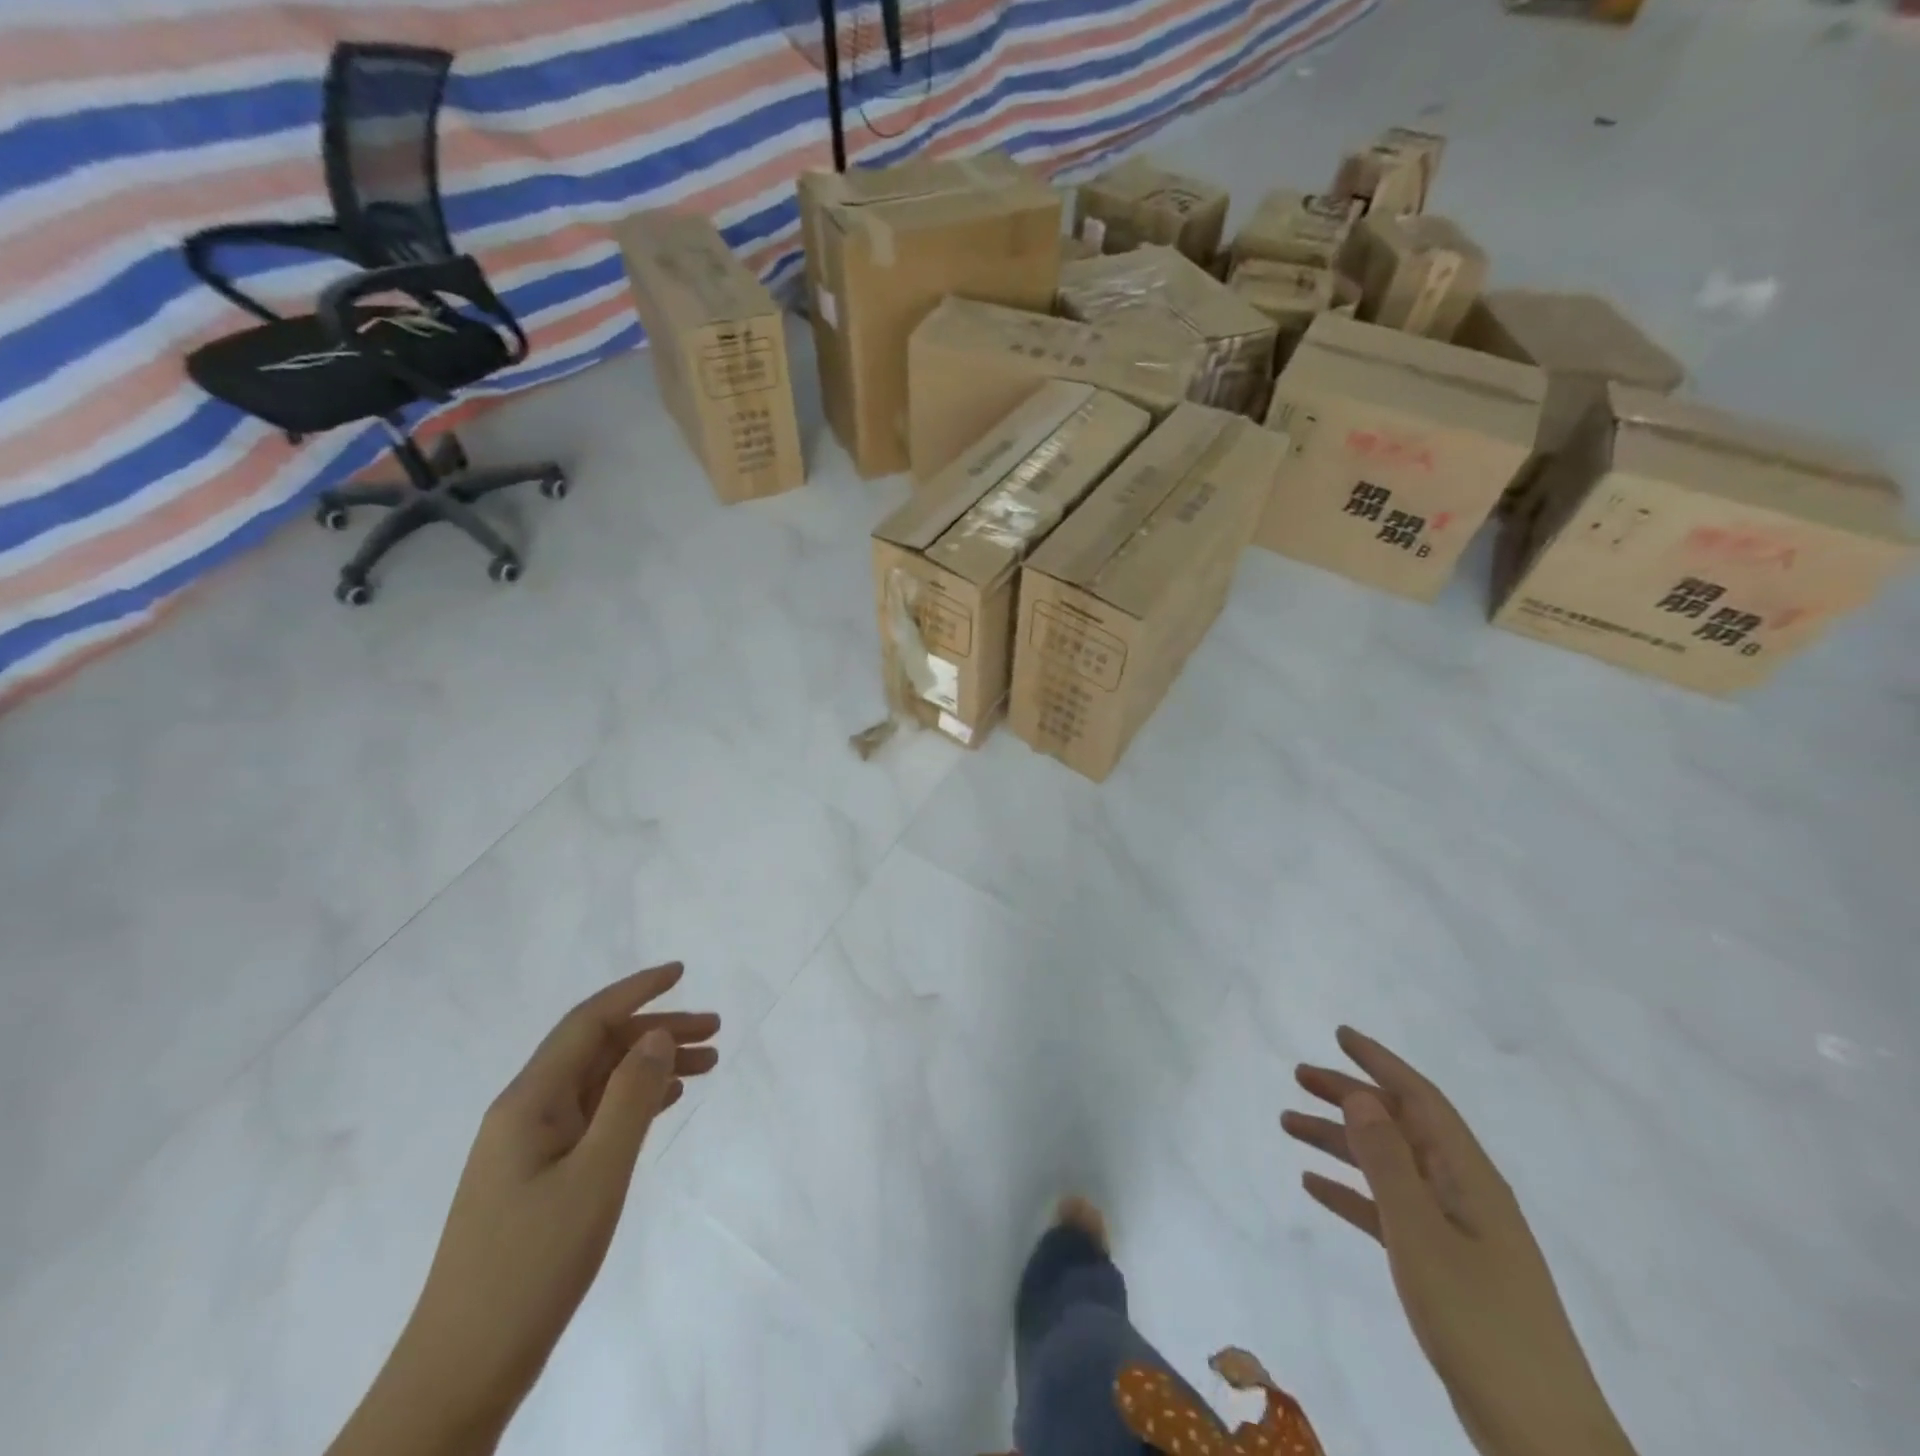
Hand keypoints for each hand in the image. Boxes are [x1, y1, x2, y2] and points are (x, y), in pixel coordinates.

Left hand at [329, 963, 718, 1455]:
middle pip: (599, 1049)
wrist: (462, 1372)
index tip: (682, 972)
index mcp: (529, 1101)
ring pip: (601, 1082)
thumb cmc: (532, 1265)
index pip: (588, 1022)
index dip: (636, 990)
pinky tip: (667, 1102)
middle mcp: (526, 1112)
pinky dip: (635, 1099)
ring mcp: (530, 1147)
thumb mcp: (596, 1175)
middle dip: (658, 1030)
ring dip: (652, 1065)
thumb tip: (656, 1034)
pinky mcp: (539, 1177)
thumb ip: (630, 1097)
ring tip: (708, 1065)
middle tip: (716, 1031)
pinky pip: (595, 1115)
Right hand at [1282, 1027, 1633, 1455]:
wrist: (1543, 1438)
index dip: (1380, 1062)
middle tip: (1299, 1076)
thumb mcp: (1422, 1234)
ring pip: (1387, 1165)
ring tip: (1288, 1124)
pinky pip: (1387, 1210)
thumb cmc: (1480, 1323)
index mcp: (1468, 1176)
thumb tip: (1361, 1096)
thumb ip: (1388, 1162)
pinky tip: (1314, 1186)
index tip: (1340, 1034)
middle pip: (1399, 1125)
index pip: (1420, 1098)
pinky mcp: (1443, 1267)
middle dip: (1350, 1096)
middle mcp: (1462, 1192)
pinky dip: (1351, 1191)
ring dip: (1340, 1141)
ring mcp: (1455, 1231)